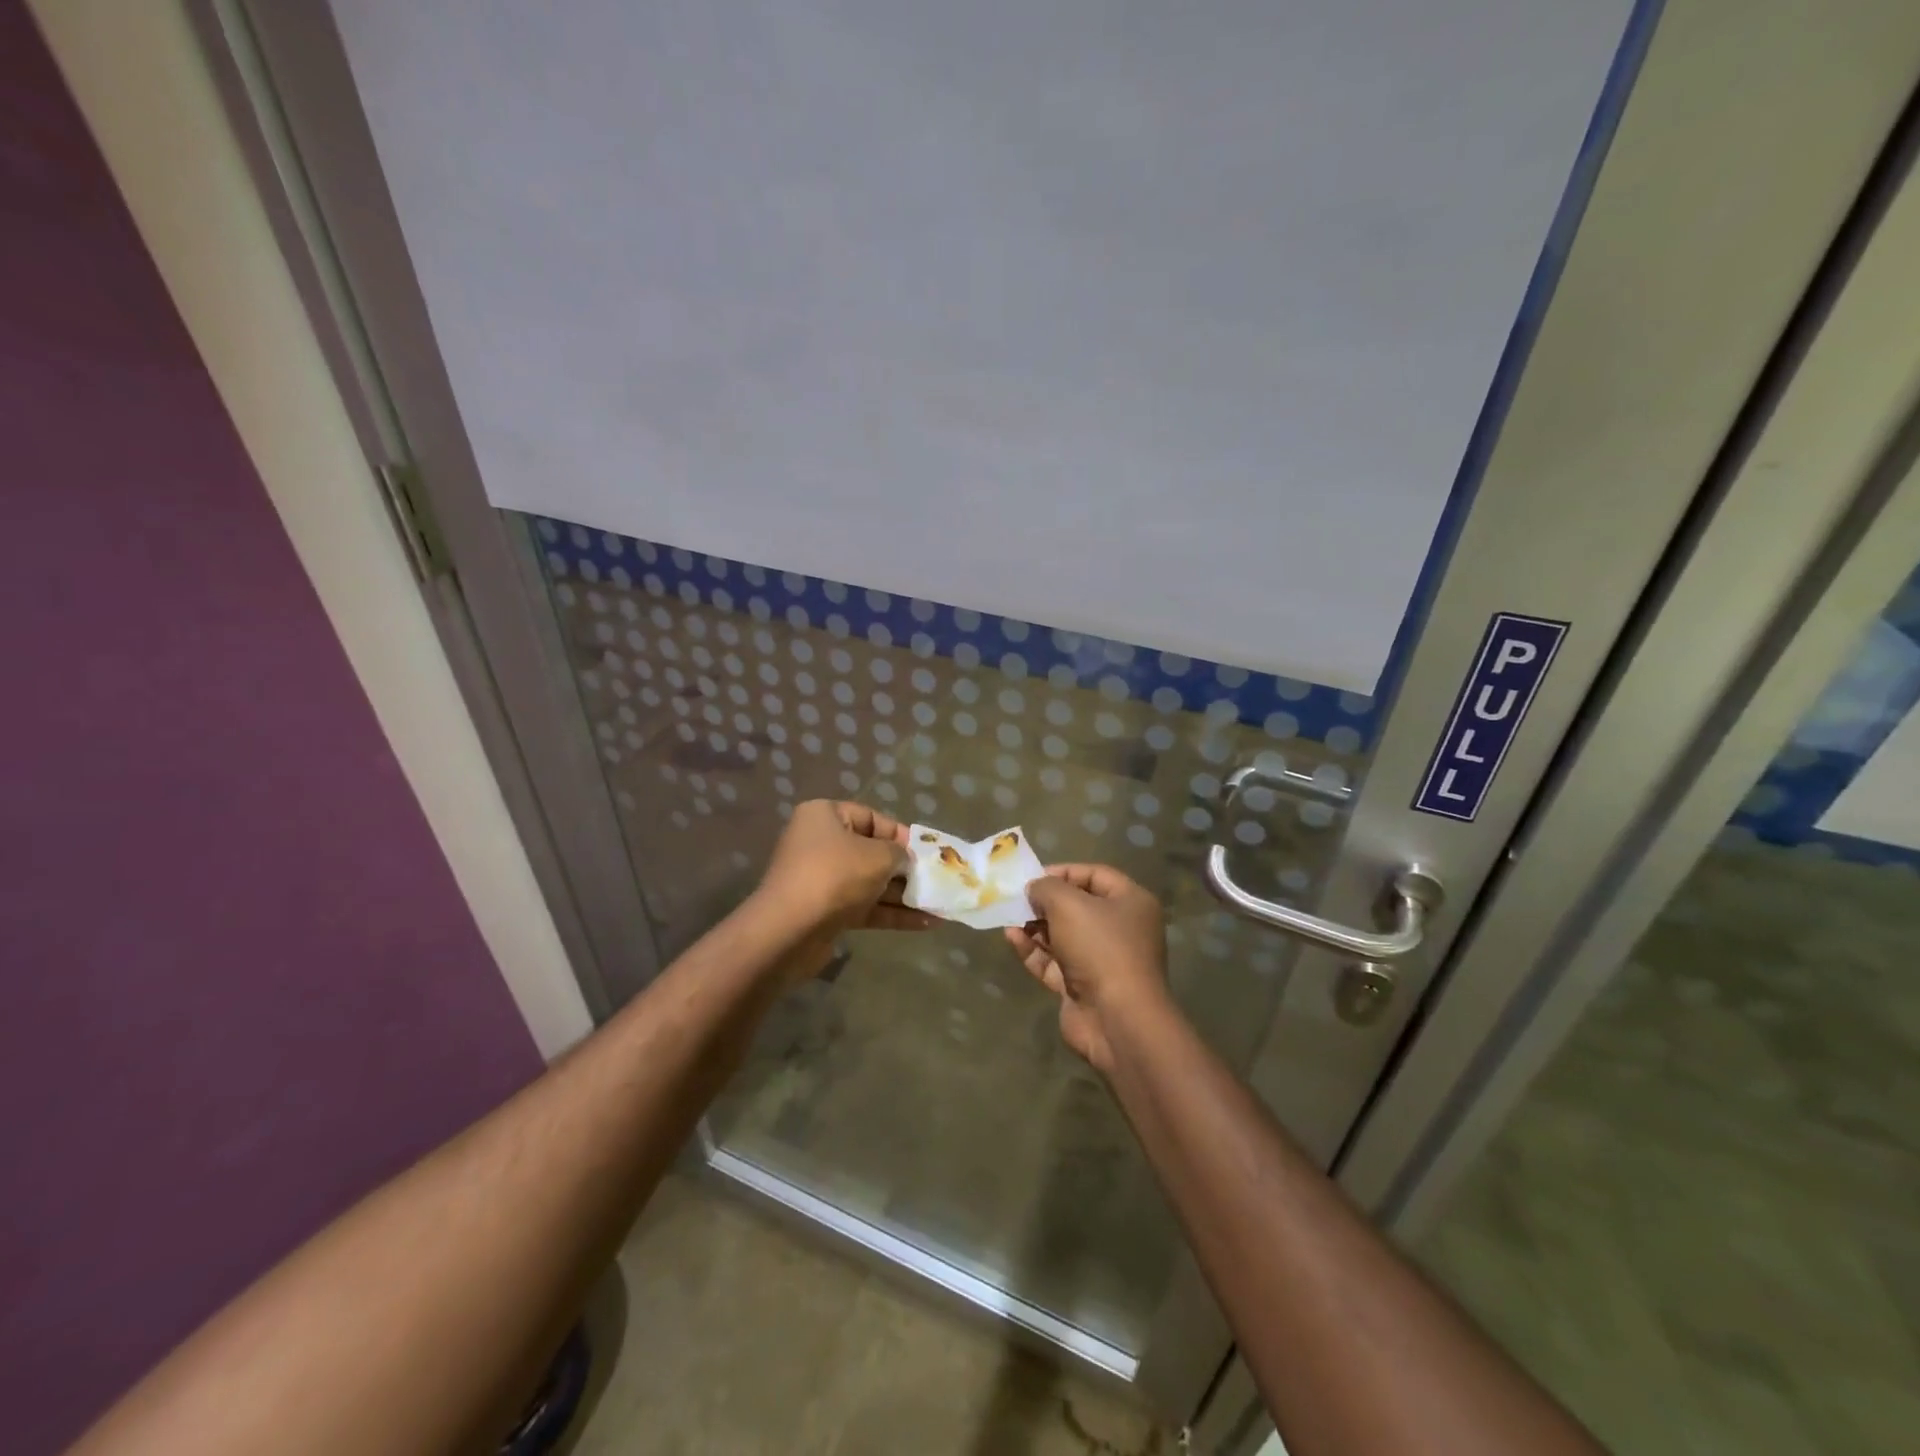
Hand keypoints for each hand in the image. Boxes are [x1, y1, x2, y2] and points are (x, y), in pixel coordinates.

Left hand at [754, 800, 930, 940]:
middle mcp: (820, 844)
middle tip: (935, 879)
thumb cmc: (835, 876)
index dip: (901, 834)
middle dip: (905, 868)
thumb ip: (899, 853)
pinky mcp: (826, 912)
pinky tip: (926, 923)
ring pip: (871, 883)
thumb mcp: (878, 855)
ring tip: (939, 904)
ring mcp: (822, 880)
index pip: (871, 818)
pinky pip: (865, 907)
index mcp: (825, 817)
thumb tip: (904, 859)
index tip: (925, 851)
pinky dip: (892, 913)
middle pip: (872, 852)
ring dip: (903, 895)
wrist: (789, 932)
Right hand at [1005, 864, 1168, 1071]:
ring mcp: (1101, 960)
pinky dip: (1033, 950)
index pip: (1095, 875)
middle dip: (1045, 902)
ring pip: (1062, 935)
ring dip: (1035, 926)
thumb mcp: (1069, 904)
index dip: (1063, 872)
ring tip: (1009, 917)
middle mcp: (1120, 929)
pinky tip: (1012, 938)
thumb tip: (1034, 889)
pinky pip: (1053, 961)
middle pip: (1077, 906)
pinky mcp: (1081, 987)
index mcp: (1130, 903)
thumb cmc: (1100, 948)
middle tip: (1017, 898)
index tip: (1033, 876)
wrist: (1116, 1019)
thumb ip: (1046, 888)